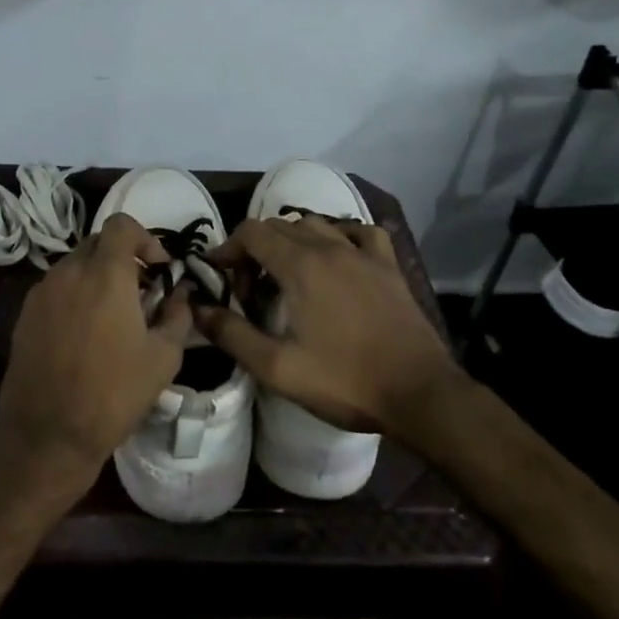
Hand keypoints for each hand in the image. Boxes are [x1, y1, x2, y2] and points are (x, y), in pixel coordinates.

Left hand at [0, 213, 191, 504]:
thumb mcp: (163, 358)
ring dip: (96, 276)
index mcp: (105, 274)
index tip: (157, 269)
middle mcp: (69, 272)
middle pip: (97, 242)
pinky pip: (56, 288)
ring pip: (74, 264)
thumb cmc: (114, 394)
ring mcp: (42, 292)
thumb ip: (177, 315)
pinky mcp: (25, 314)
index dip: (144, 238)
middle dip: (122, 257)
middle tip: (139, 291)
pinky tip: (83, 332)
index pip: (121, 225)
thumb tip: (181, 293)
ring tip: (112, 314)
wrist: (48, 434)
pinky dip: (74, 295)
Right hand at [196, 216, 461, 441]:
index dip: (229, 249)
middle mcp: (330, 247)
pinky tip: (337, 258)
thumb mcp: (278, 368)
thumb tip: (197, 310)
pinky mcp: (389, 266)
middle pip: (280, 225)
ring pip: (316, 224)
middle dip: (255, 249)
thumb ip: (232, 335)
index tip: (221, 277)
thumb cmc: (346, 381)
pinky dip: (339, 236)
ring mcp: (364, 253)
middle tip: (251, 290)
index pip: (252, 232)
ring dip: (292, 241)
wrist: (420, 394)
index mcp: (300, 266)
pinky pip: (358, 232)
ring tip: (287, 276)